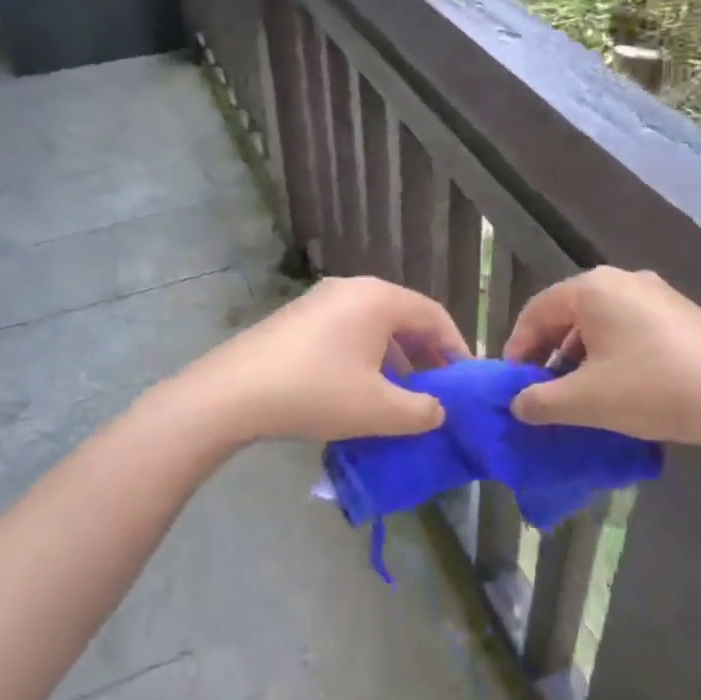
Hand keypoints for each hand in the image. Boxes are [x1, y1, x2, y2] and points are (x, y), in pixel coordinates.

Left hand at [159, 276, 469, 445]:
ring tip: (402, 394)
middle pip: (403, 317)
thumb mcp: (379, 410)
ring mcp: (321, 299)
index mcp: (379, 299)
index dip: (455, 348)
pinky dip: (366, 355)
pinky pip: (347, 330)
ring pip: (374, 325)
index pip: (433, 315)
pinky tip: (361, 388)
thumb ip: (420, 411)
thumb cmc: (317, 392)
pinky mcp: (299, 317)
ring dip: (395, 357)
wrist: (235, 392)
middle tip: (438, 389)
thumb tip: (437, 410)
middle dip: (425, 354)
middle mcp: (353, 288)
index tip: (466, 379)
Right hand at [502, 267, 700, 455]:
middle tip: (541, 390)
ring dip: (580, 356)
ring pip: (600, 322)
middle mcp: (621, 280)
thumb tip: (517, 404)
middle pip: (568, 313)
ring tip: (578, 394)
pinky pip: (629, 328)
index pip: (536, 310)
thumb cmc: (653, 388)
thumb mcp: (587, 400)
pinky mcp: (681, 314)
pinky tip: (618, 387)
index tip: (512, 383)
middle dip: (549, 353)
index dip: (517, 347)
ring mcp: (656, 294)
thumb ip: (541, 401)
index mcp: (592, 288)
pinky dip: (611, 353)